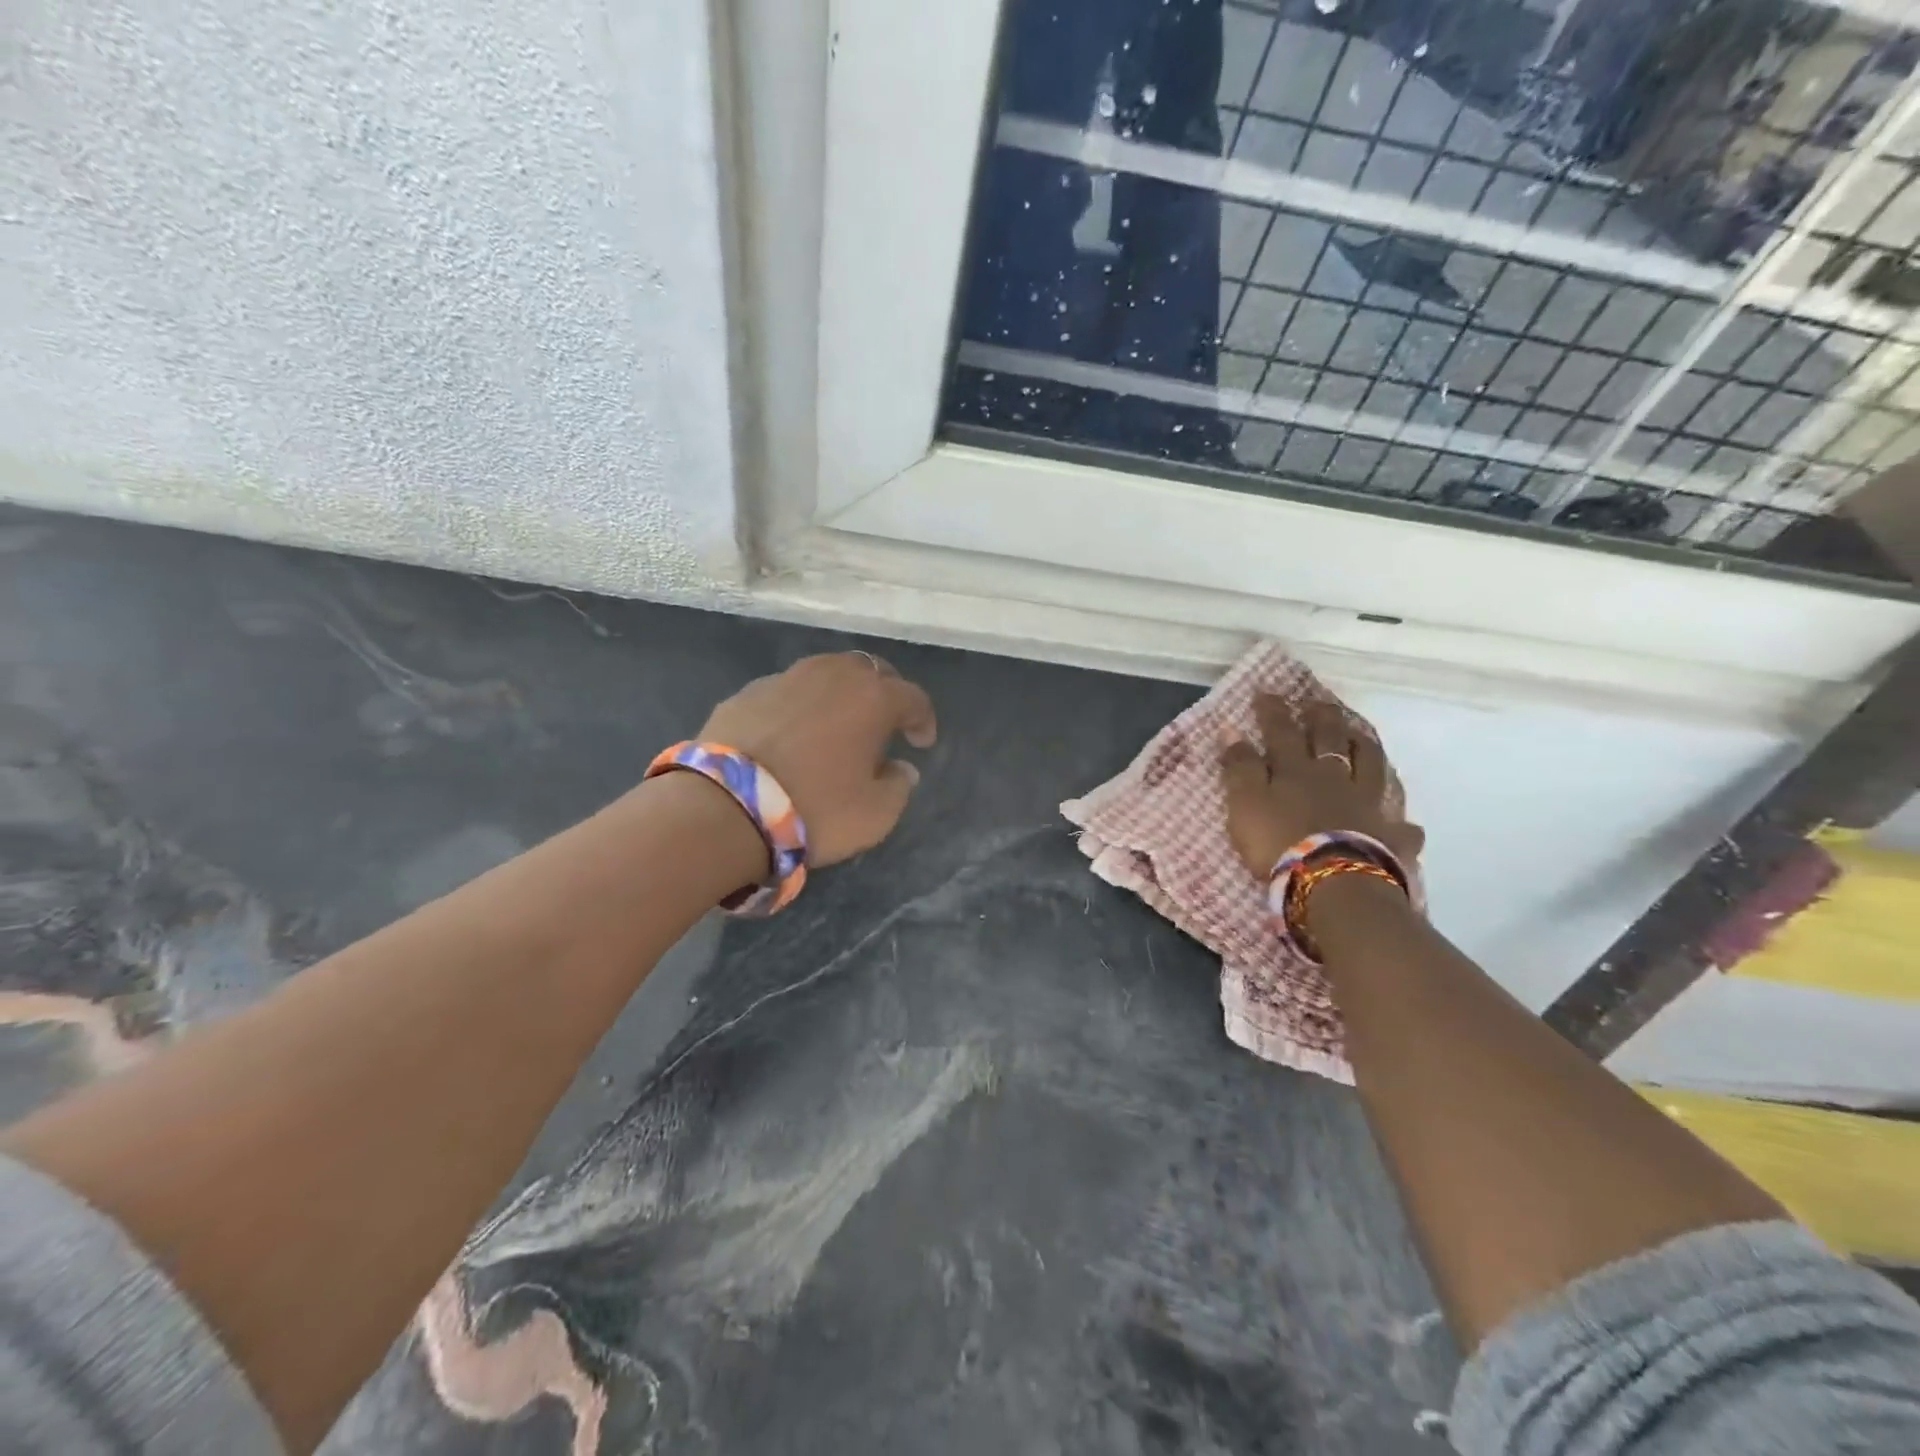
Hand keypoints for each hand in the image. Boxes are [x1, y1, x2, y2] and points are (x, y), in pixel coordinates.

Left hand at [698, 651, 938, 866]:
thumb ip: (899, 786)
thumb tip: (901, 768)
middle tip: (884, 723)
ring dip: (840, 693)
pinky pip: (788, 691)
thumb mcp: (876, 814)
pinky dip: (800, 704)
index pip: (913, 697)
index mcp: (872, 698)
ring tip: (837, 722)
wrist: (725, 806)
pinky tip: (792, 732)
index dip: (923, 719)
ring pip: (826, 672)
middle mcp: (832, 675)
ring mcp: (786, 678)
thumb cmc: (815, 809)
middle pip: (871, 671)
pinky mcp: (747, 692)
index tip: (921, 742)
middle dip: (885, 693)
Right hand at [1219, 696, 1423, 877]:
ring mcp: (1367, 805)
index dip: (1273, 711)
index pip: (1282, 732)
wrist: (1333, 882)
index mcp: (1296, 770)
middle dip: (1323, 718)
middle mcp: (1334, 779)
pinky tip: (1405, 823)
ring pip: (1371, 767)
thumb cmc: (1279, 842)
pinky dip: (1400, 822)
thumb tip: (1231, 730)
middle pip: (1331, 740)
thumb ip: (1239, 767)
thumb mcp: (1244, 803)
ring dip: (1365, 748)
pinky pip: (1399, 825)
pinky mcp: (1389, 837)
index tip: (1266, 692)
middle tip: (1318, 703)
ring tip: (1361, 735)